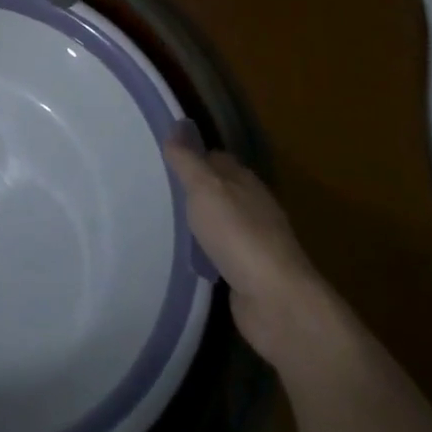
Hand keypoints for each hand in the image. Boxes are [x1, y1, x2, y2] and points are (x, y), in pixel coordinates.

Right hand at [165, 135, 323, 363]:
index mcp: (245, 181)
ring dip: (198, 223)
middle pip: (219, 190)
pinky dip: (205, 253)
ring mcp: (254, 242)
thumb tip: (175, 129)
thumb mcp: (205, 189)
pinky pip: (220, 255)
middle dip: (192, 189)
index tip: (162, 158)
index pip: (215, 158)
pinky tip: (186, 257)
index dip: (191, 155)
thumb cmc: (238, 235)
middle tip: (155, 190)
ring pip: (220, 223)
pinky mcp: (250, 274)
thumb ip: (188, 161)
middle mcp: (252, 207)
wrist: (276, 302)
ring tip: (162, 222)